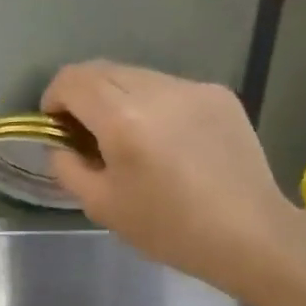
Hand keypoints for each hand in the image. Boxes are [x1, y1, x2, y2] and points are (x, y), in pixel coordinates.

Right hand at [42, 61, 301, 302]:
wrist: (251, 235)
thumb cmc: (169, 228)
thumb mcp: (102, 206)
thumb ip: (68, 167)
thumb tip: (61, 145)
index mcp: (123, 117)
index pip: (72, 80)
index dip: (54, 96)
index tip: (56, 124)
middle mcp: (157, 89)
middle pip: (102, 70)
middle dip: (83, 94)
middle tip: (86, 131)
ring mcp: (192, 88)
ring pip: (137, 76)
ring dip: (120, 97)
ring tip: (129, 136)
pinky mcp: (219, 94)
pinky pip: (171, 88)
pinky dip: (155, 105)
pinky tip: (169, 141)